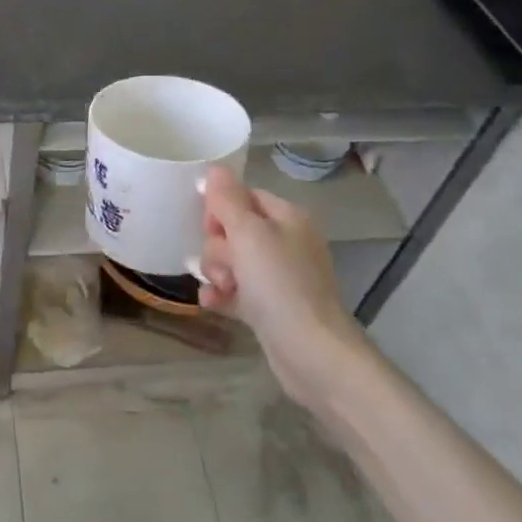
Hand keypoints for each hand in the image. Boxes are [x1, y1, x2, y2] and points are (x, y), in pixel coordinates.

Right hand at [198, 165, 371, 413]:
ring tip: (223, 288)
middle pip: (232, 230)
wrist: (311, 352)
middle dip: (218, 247)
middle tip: (227, 266)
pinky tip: (213, 304)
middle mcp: (284, 242)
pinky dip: (221, 295)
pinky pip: (234, 290)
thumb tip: (214, 169)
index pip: (242, 197)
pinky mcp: (269, 306)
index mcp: (287, 218)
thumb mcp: (249, 234)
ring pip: (230, 261)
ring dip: (217, 273)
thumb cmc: (280, 284)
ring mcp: (277, 276)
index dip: (220, 210)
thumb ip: (227, 200)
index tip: (210, 227)